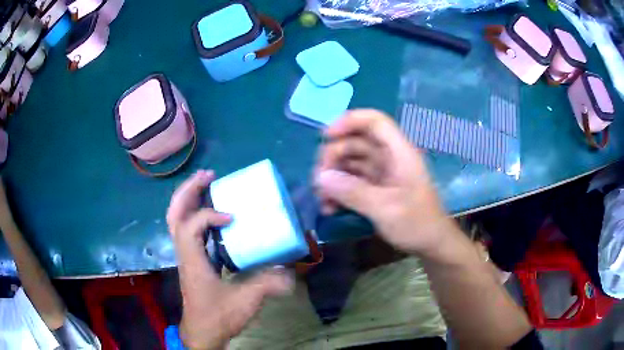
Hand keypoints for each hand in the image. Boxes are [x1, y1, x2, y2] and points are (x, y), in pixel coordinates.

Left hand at [167, 170, 293, 349]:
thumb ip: (268, 283)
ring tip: (207, 183)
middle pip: (174, 213)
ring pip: (176, 219)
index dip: (208, 215)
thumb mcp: (245, 300)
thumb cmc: (218, 316)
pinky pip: (187, 228)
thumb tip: (290, 269)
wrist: (203, 332)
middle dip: (188, 190)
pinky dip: (196, 213)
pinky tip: (213, 213)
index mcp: (192, 260)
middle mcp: (184, 252)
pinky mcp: (193, 259)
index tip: (231, 216)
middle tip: (208, 175)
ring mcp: (186, 255)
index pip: (190, 226)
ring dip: (189, 197)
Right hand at [315, 109, 453, 256]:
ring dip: (333, 177)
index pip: (375, 121)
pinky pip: (352, 182)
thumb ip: (353, 192)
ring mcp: (382, 174)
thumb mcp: (385, 208)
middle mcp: (389, 158)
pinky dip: (339, 191)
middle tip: (319, 180)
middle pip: (356, 142)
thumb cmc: (417, 224)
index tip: (325, 137)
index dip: (349, 121)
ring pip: (351, 163)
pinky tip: (330, 207)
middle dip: (334, 157)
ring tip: (322, 199)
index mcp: (399, 152)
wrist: (431, 245)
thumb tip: (321, 177)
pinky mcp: (376, 189)